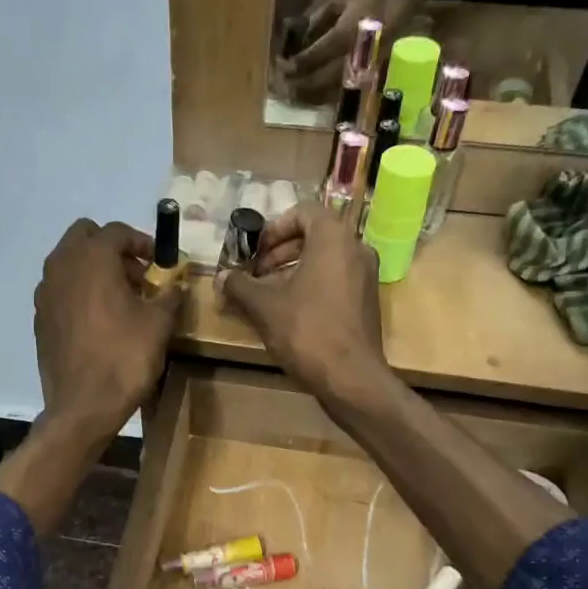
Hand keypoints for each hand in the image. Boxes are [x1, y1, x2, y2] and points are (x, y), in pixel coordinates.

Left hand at [33, 218, 183, 440]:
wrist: (83, 407)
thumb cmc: (124, 359)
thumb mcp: (158, 325)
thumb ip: (169, 295)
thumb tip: (176, 284)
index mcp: (92, 258)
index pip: (117, 232)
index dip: (143, 242)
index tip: (160, 262)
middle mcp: (62, 266)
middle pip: (85, 237)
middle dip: (112, 249)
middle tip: (137, 275)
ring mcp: (46, 293)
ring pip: (70, 263)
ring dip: (94, 270)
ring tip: (121, 299)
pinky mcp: (40, 318)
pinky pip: (61, 290)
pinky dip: (79, 293)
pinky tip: (99, 321)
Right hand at [217, 203, 389, 405]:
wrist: (351, 377)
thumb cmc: (307, 331)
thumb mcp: (264, 306)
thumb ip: (240, 286)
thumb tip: (221, 276)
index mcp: (334, 238)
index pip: (303, 212)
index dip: (274, 228)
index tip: (255, 251)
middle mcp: (356, 249)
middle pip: (313, 236)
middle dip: (279, 252)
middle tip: (255, 274)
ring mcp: (366, 276)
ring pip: (324, 261)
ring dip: (292, 271)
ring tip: (266, 296)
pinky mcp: (366, 301)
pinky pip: (335, 281)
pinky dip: (311, 287)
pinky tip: (288, 313)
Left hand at [282, 0, 426, 101]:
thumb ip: (316, 15)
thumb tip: (292, 35)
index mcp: (348, 31)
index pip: (314, 57)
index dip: (294, 65)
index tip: (278, 68)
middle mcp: (358, 53)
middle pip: (323, 81)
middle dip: (300, 85)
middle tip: (282, 85)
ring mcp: (369, 63)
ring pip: (335, 87)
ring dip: (312, 92)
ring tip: (294, 89)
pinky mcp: (375, 66)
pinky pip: (347, 82)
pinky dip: (328, 87)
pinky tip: (315, 83)